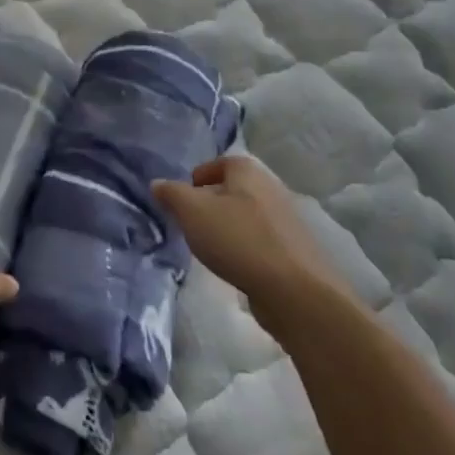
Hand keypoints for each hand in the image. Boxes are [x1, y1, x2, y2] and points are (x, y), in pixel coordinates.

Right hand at [153, 155, 352, 333]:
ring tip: (212, 247)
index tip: (183, 199)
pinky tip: (237, 265)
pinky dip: (247, 247)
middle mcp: (271, 188)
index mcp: (248, 171)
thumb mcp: (192, 212)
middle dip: (212, 203)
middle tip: (193, 223)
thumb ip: (171, 194)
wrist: (296, 291)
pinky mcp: (296, 250)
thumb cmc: (238, 240)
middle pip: (234, 189)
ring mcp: (288, 220)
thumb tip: (157, 184)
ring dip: (230, 227)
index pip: (218, 163)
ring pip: (248, 216)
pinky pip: (262, 240)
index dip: (198, 178)